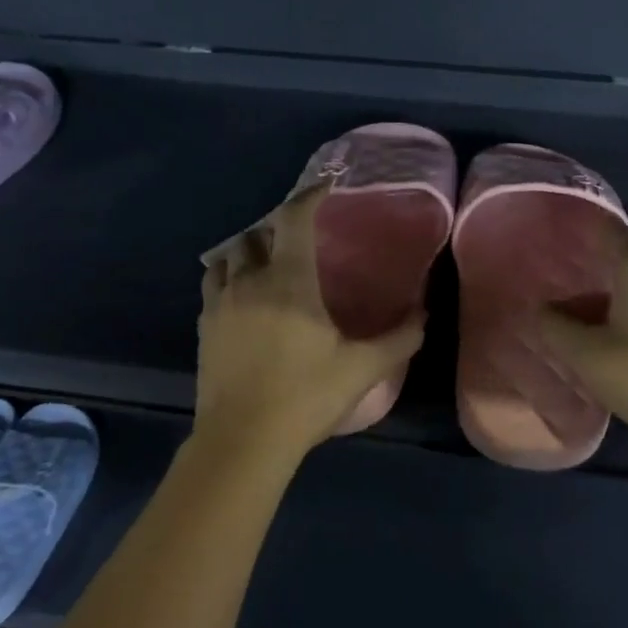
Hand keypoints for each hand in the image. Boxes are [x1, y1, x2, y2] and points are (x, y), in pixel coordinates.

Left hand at [195, 185, 424, 465]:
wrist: (243, 441)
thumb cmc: (306, 396)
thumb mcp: (362, 369)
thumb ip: (399, 338)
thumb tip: (424, 313)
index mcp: (289, 280)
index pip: (294, 219)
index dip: (310, 195)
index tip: (326, 187)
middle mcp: (250, 280)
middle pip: (256, 233)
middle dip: (277, 227)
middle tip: (300, 239)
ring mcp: (220, 303)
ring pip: (227, 257)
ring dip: (248, 252)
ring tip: (268, 265)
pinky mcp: (204, 328)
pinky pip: (213, 286)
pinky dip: (229, 279)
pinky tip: (244, 300)